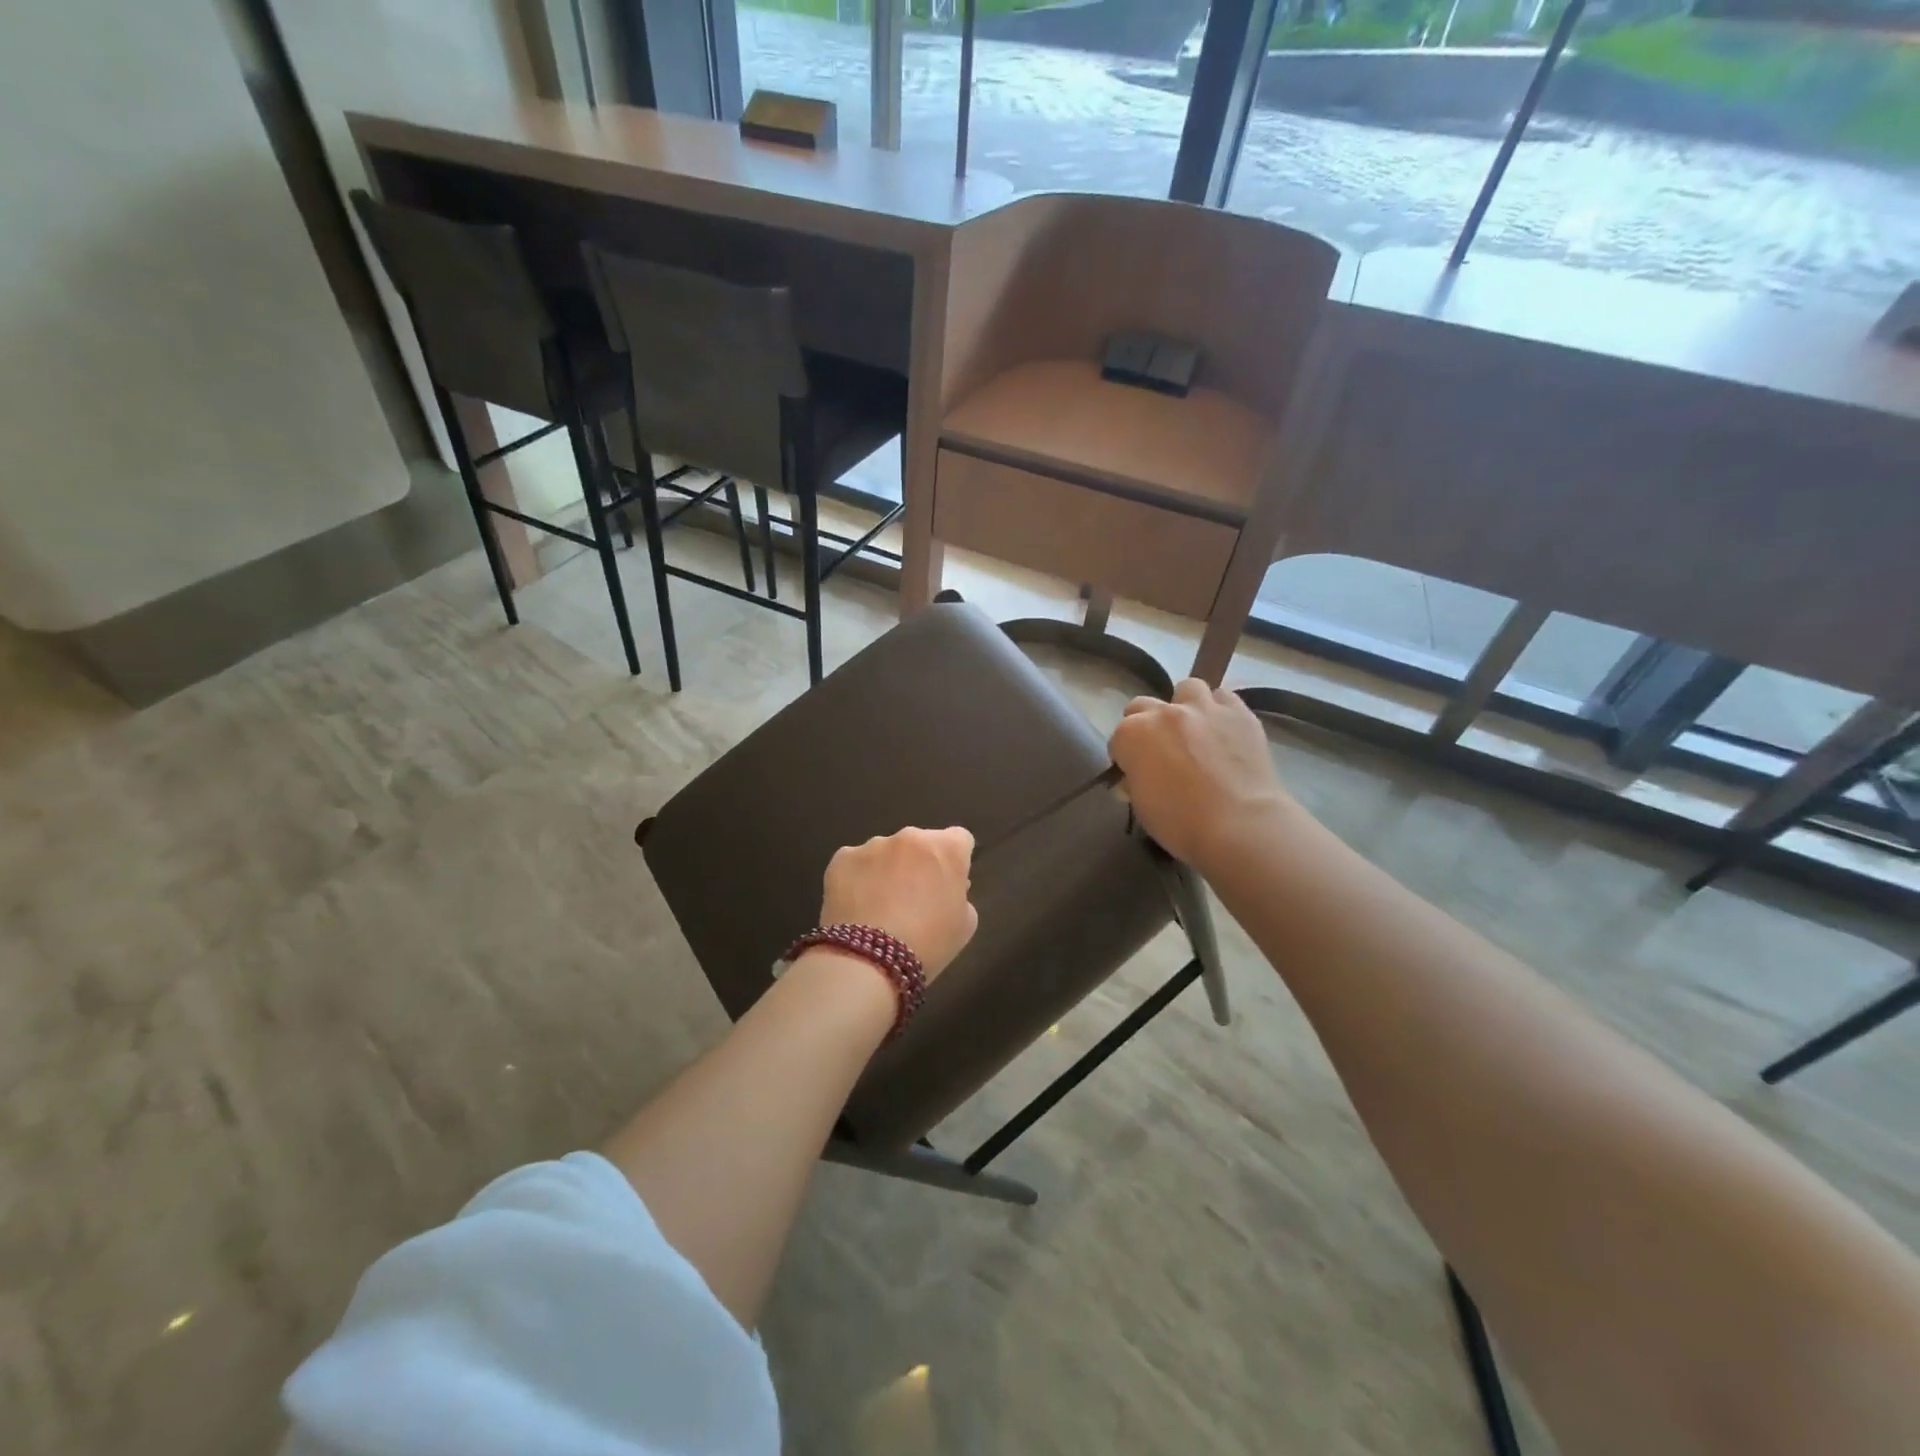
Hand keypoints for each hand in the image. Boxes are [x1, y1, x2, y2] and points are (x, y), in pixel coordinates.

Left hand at [818, 826, 977, 980]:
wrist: (869, 960)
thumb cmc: (928, 944)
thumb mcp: (965, 924)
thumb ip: (960, 895)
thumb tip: (944, 888)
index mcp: (947, 849)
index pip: (959, 839)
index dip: (954, 861)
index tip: (947, 884)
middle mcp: (911, 837)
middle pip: (920, 843)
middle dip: (919, 863)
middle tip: (913, 898)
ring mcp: (873, 845)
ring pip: (885, 852)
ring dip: (887, 870)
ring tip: (879, 907)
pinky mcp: (842, 858)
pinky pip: (855, 864)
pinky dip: (857, 879)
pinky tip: (856, 907)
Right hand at [1108, 679, 1292, 865]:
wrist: (1239, 825)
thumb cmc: (1181, 823)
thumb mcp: (1142, 807)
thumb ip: (1134, 783)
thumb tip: (1134, 779)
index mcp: (1132, 735)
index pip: (1118, 739)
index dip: (1125, 757)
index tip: (1134, 773)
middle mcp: (1163, 713)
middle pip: (1143, 706)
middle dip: (1146, 724)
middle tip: (1161, 750)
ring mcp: (1203, 708)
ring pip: (1187, 688)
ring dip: (1186, 705)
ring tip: (1196, 729)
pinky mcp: (1239, 712)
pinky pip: (1224, 697)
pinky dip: (1220, 709)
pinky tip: (1225, 729)